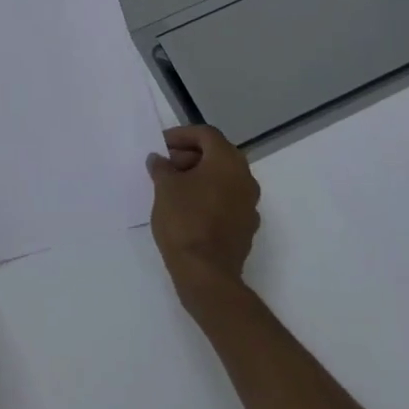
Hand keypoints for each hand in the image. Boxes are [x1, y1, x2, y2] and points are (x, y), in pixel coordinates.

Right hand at [147, 125, 261, 307]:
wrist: (206, 274)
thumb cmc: (184, 220)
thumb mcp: (164, 187)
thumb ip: (161, 167)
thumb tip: (159, 160)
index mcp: (227, 162)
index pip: (206, 134)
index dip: (181, 135)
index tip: (161, 145)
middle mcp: (245, 179)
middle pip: (217, 155)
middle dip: (190, 155)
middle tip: (165, 165)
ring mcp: (249, 205)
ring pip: (223, 178)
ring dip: (199, 176)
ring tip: (172, 186)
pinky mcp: (246, 227)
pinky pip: (226, 200)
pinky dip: (207, 196)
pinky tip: (186, 208)